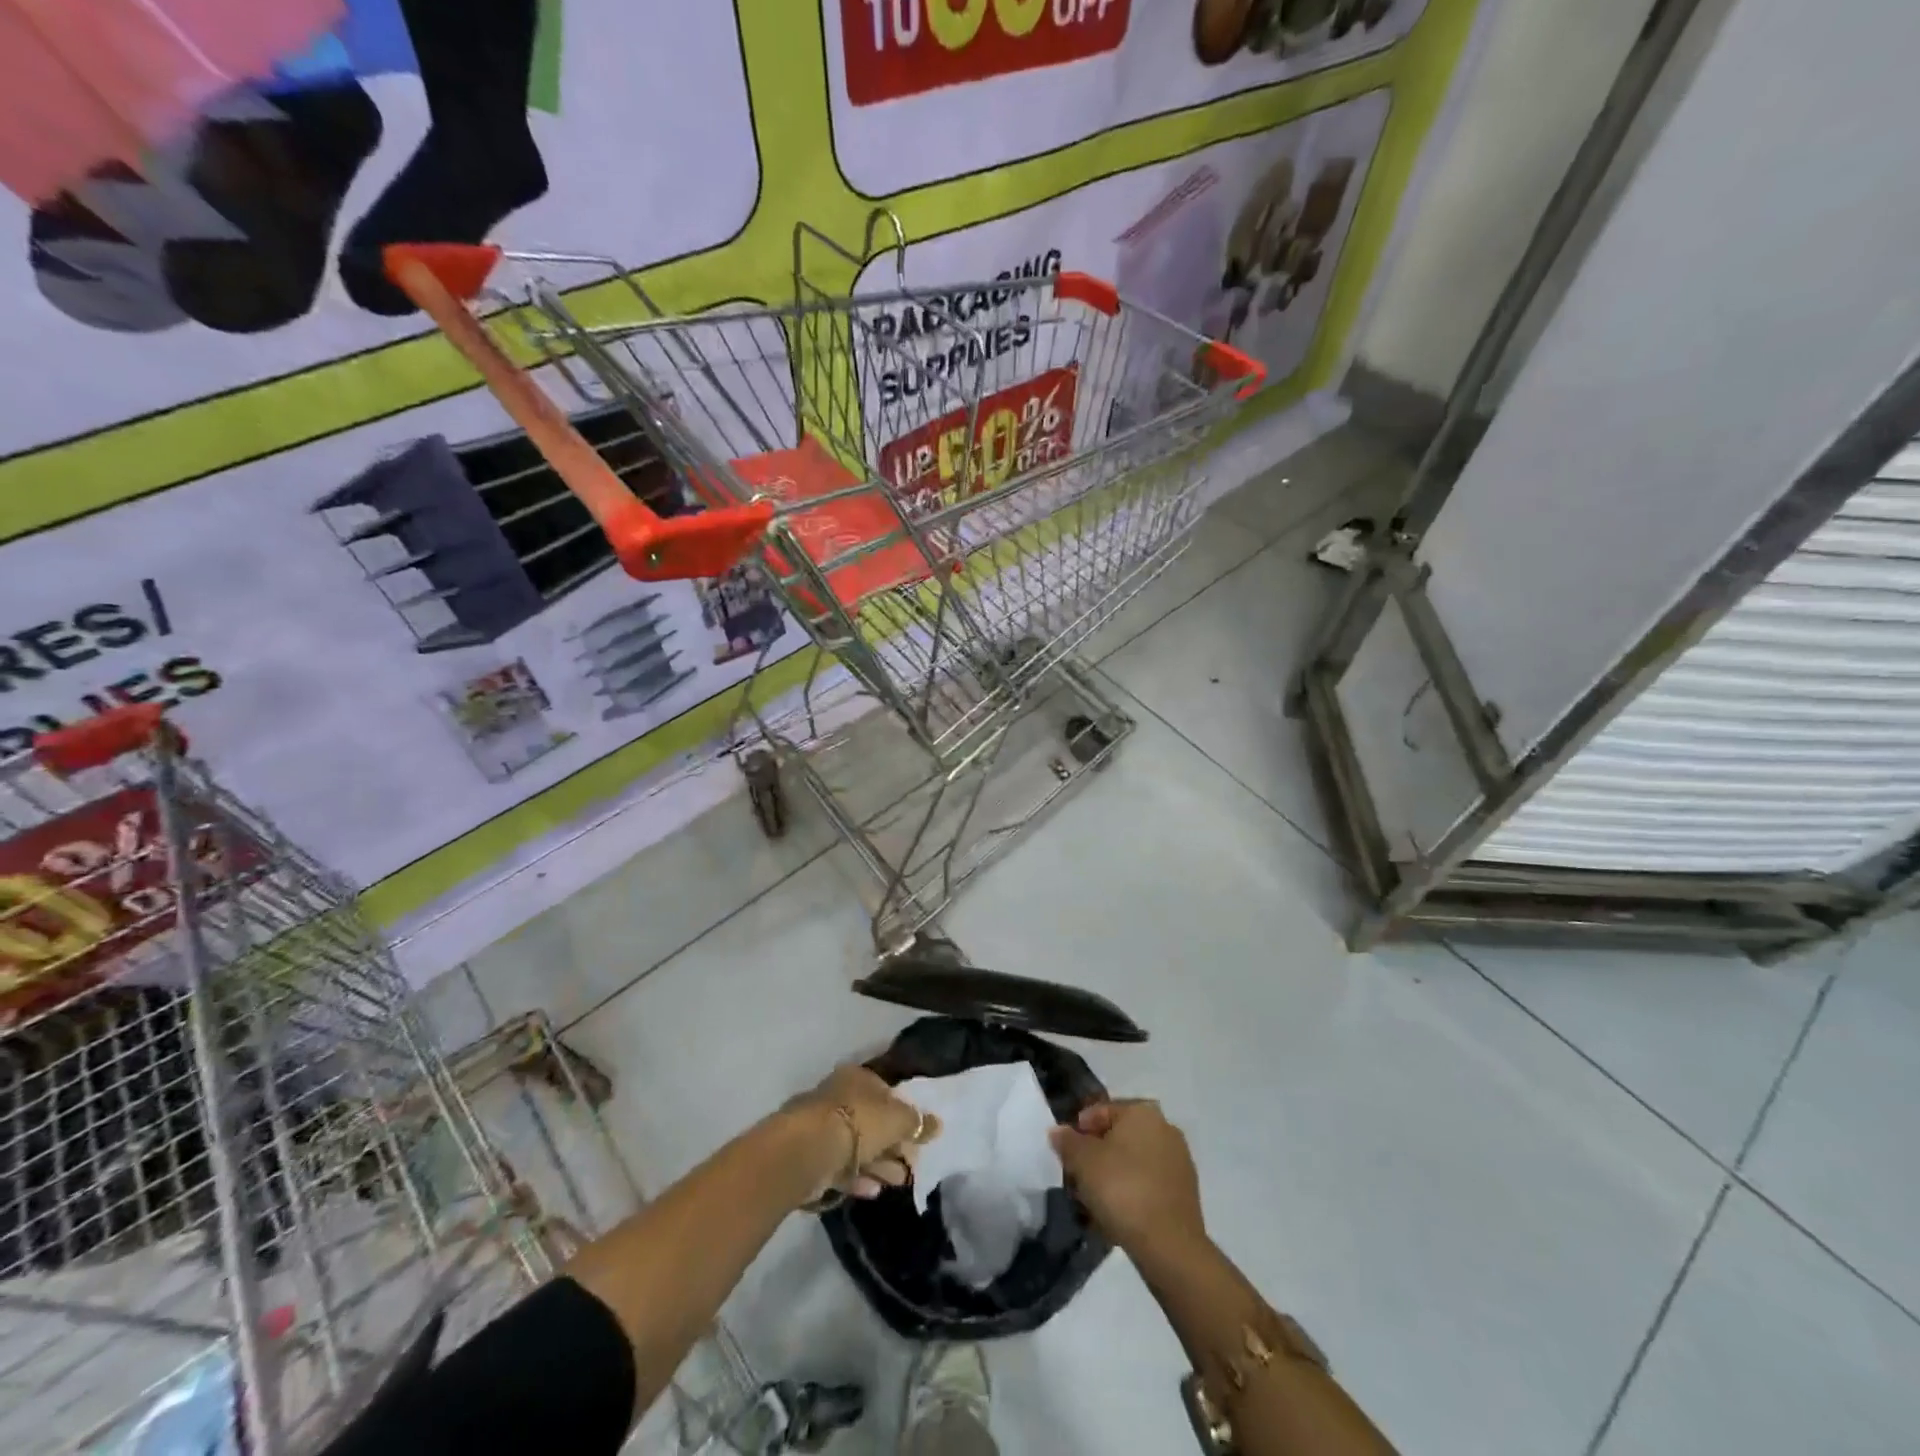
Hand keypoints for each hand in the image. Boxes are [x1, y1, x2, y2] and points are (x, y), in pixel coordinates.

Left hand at [783, 1064, 940, 1203]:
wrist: (808, 1150)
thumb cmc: (858, 1123)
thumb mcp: (898, 1120)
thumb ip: (917, 1123)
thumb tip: (937, 1124)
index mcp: (857, 1078)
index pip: (886, 1092)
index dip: (904, 1114)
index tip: (918, 1136)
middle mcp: (838, 1097)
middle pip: (872, 1121)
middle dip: (894, 1144)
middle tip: (912, 1164)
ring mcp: (822, 1127)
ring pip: (858, 1146)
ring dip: (880, 1164)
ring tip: (900, 1181)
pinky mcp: (813, 1157)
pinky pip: (841, 1166)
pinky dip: (859, 1177)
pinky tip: (875, 1191)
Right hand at [1051, 1099, 1204, 1256]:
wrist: (1169, 1245)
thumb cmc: (1122, 1188)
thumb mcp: (1083, 1161)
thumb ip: (1067, 1141)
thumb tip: (1058, 1131)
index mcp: (1142, 1111)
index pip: (1101, 1111)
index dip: (1079, 1131)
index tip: (1066, 1155)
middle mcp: (1165, 1127)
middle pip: (1119, 1136)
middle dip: (1097, 1154)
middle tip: (1078, 1177)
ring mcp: (1179, 1161)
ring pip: (1135, 1161)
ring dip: (1114, 1174)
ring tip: (1095, 1199)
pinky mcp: (1186, 1192)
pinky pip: (1149, 1183)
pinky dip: (1132, 1192)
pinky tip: (1118, 1213)